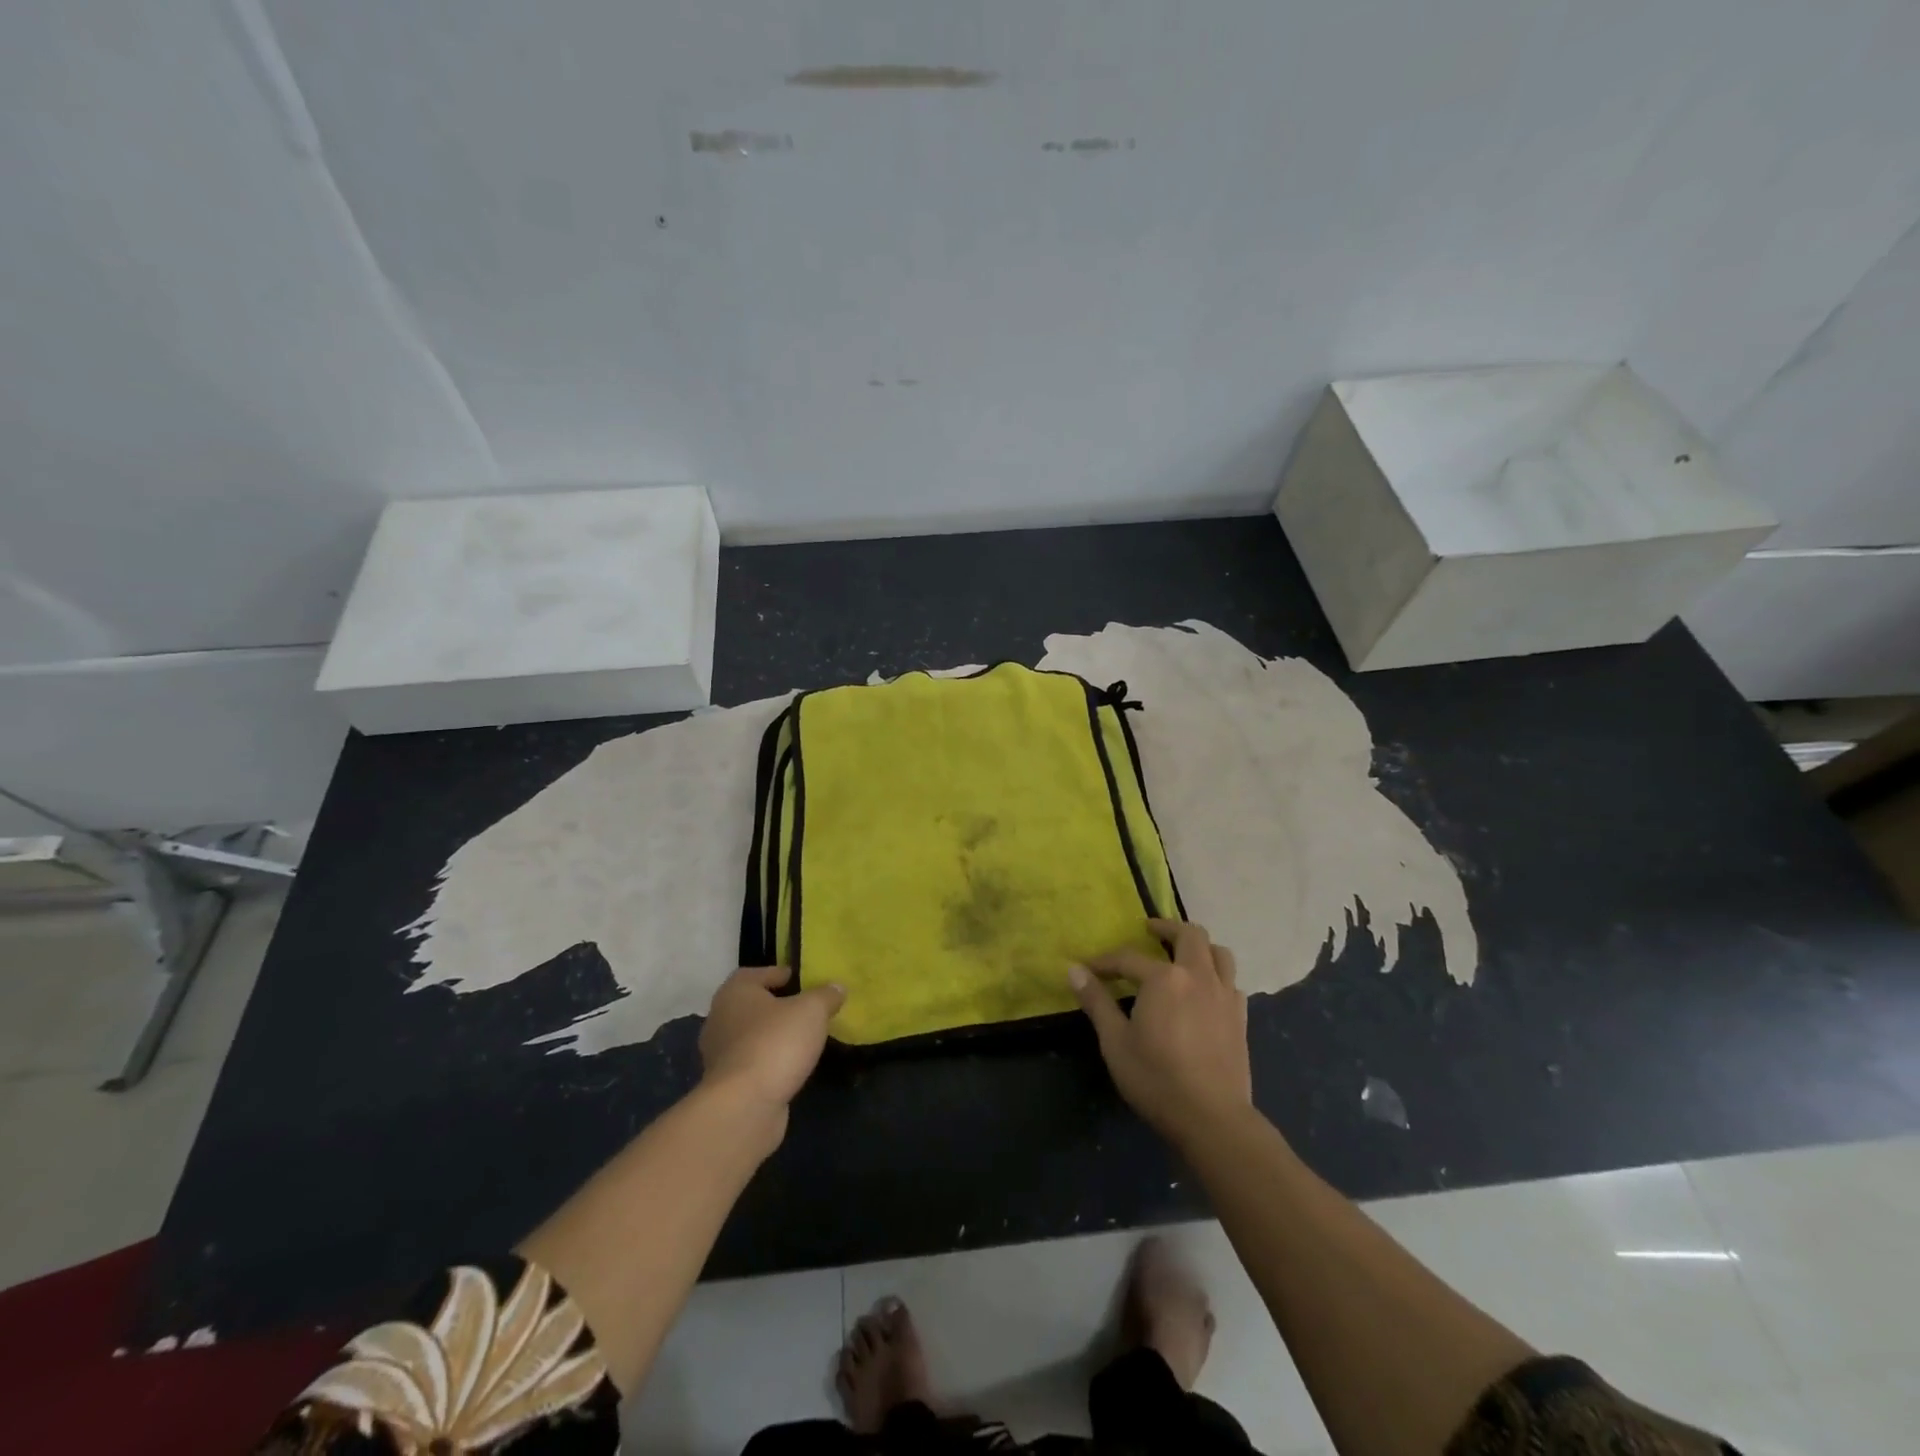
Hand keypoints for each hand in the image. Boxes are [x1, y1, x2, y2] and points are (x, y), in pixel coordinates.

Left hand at [699, 967, 845, 1113]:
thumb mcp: (812, 1010)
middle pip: (751, 1005)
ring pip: (750, 1035)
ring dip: (772, 1036)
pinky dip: (768, 1061)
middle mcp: (720, 1018)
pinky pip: (751, 1062)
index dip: (779, 974)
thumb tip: (837, 987)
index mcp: (735, 992)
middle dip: (776, 1006)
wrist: (744, 1106)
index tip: (801, 980)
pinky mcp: (725, 1084)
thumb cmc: (776, 1043)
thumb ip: (825, 995)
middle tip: (805, 1009)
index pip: (755, 973)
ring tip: (802, 1039)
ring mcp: (719, 1054)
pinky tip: (790, 1066)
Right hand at [1069, 918, 1251, 1143]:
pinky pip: (1231, 981)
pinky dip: (1217, 975)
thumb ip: (1096, 1002)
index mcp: (1164, 979)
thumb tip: (1074, 970)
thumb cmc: (1156, 1078)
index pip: (1128, 958)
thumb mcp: (1115, 1042)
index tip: (1089, 969)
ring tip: (1182, 954)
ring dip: (1199, 946)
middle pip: (1189, 934)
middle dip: (1166, 927)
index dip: (1105, 962)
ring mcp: (1224, 995)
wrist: (1213, 1118)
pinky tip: (1204, 991)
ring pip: (1218, 952)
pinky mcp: (1240, 1017)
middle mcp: (1198, 976)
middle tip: (1149, 930)